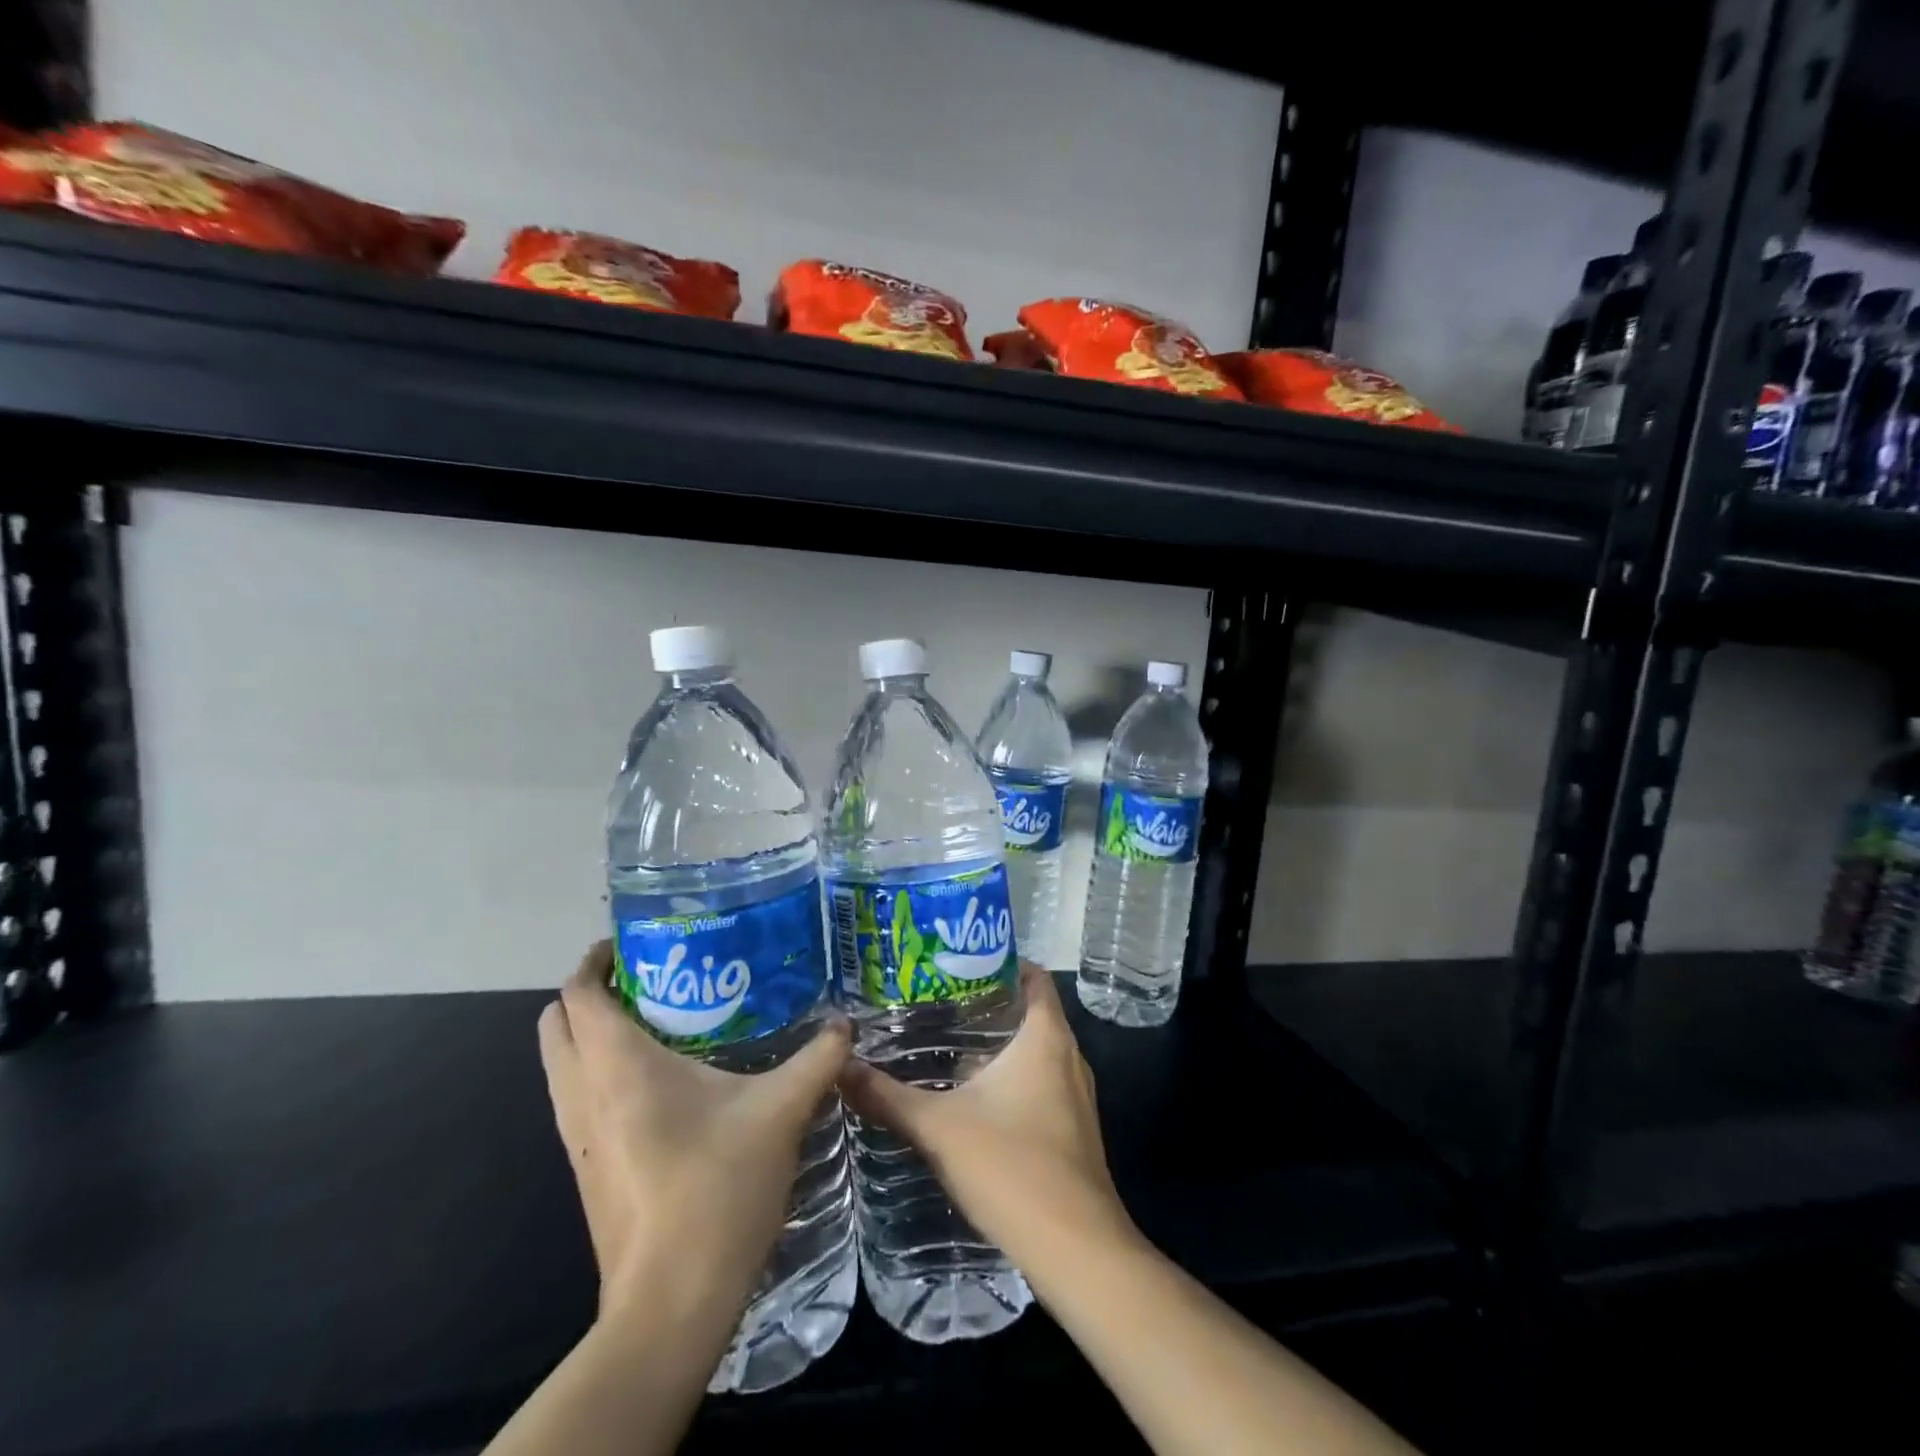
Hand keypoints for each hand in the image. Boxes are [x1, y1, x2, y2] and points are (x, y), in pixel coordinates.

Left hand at [538, 942, 850, 1326]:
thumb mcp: (781, 1113)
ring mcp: (576, 1136)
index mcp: (618, 1066)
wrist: (671, 1303)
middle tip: (650, 979)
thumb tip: (846, 1026)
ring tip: (657, 1022)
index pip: (579, 993)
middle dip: (590, 993)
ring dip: (591, 1034)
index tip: (633, 943)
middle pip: (555, 1023)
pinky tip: (660, 1083)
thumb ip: (817, 1060)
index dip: (595, 960)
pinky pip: (576, 1098)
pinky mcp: (584, 1168)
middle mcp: (583, 1094)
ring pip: (559, 1063)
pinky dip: (598, 1072)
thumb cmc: (717, 1189)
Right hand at [837, 962, 1136, 1285]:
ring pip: (1037, 1051)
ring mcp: (1076, 1096)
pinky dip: (1012, 1077)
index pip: (1033, 977)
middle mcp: (1069, 1056)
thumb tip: (841, 1068)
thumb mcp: (939, 1127)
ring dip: (999, 1045)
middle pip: (1032, 1012)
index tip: (960, 961)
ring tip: (947, 1043)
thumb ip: (888, 1096)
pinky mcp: (1074, 1129)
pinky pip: (1042, 1083)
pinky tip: (972, 1097)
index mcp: (1046, 1037)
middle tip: (939, 1000)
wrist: (1076, 1250)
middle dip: (989, 1004)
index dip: (1001, 961)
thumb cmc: (1011, 1167)